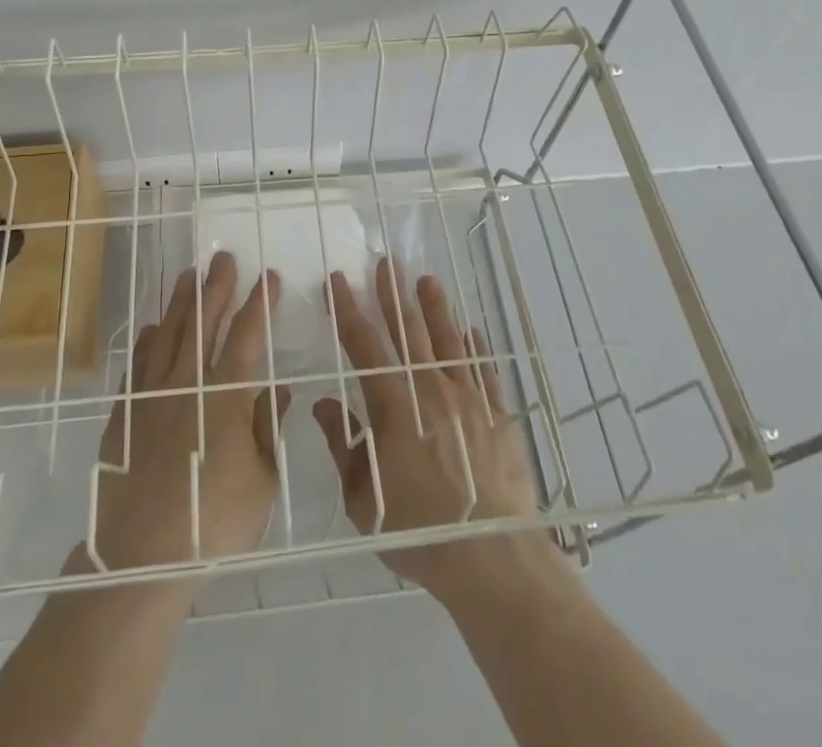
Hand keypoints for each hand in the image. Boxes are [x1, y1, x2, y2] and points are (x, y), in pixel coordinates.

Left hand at [86, 252, 289, 575]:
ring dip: (181, 302)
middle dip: (217, 287)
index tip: (269, 277)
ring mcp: (151, 395)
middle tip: (223, 257)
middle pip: (204, 322)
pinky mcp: (124, 414)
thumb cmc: (213, 522)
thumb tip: (279, 388)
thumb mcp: (263, 481)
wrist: (141, 558)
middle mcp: (188, 383)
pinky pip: (137, 364)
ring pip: (168, 334)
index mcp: (227, 395)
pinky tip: (151, 328)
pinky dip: (146, 341)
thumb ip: (268, 428)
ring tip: (189, 276)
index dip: (260, 303)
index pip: (247, 335)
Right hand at [312, 258, 556, 607]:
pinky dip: (476, 347)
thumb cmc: (418, 531)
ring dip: (436, 308)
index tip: (338, 280)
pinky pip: (485, 370)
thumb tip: (324, 402)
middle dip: (393, 295)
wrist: (491, 558)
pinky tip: (472, 330)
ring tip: (427, 280)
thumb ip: (342, 445)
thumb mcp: (363, 499)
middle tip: (386, 262)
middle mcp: (431, 391)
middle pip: (409, 332)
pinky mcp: (498, 415)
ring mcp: (469, 400)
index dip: (348, 310)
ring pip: (449, 342)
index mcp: (394, 407)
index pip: (364, 346)